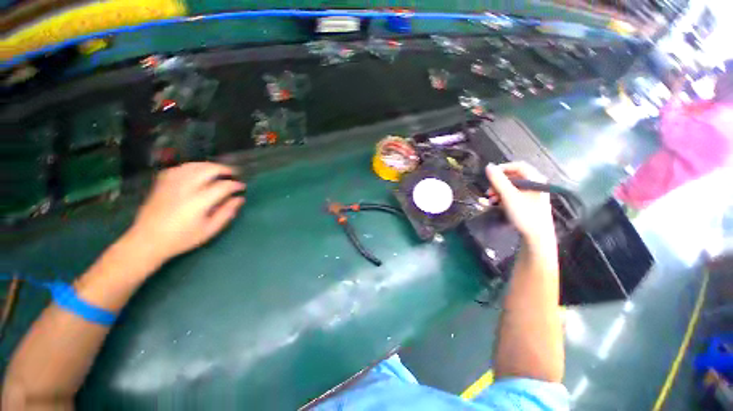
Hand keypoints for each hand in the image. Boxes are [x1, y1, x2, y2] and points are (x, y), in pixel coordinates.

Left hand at [125, 162, 245, 265]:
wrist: (147, 241)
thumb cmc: (181, 238)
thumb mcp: (209, 230)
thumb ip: (226, 213)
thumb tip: (239, 199)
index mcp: (198, 201)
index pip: (222, 186)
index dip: (235, 185)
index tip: (242, 187)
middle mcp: (185, 188)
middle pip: (208, 170)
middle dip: (224, 169)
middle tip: (233, 174)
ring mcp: (171, 184)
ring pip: (193, 165)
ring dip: (209, 166)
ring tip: (218, 171)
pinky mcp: (161, 184)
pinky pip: (178, 168)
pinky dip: (191, 167)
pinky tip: (196, 171)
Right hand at [486, 162, 553, 240]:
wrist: (537, 236)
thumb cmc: (524, 213)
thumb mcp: (509, 195)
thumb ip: (498, 180)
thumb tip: (488, 166)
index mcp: (535, 179)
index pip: (517, 166)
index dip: (502, 168)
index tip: (489, 175)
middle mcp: (535, 184)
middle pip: (513, 177)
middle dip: (498, 183)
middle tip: (488, 191)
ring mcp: (532, 194)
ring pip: (512, 187)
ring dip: (498, 191)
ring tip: (490, 199)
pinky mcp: (528, 203)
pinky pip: (513, 195)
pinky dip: (503, 197)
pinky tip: (496, 204)